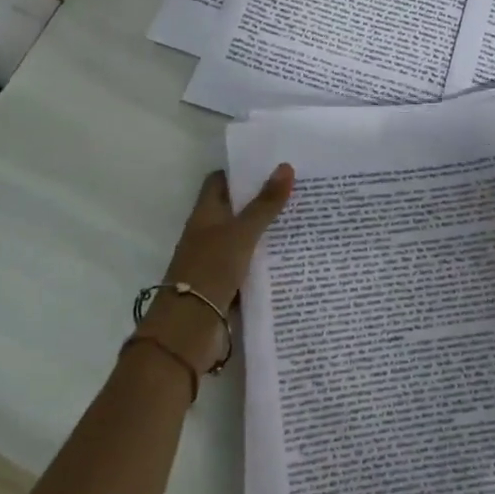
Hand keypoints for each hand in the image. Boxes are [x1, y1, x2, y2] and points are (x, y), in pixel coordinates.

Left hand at [140, 165, 294, 372]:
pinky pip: (250, 265)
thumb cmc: (211, 270)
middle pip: (236, 209)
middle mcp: (208, 233)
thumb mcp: (242, 233)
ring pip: (245, 239)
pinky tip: (293, 257)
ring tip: (304, 219)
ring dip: (268, 231)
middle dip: (262, 200)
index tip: (272, 166)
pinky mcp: (227, 285)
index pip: (220, 182)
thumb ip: (265, 204)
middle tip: (299, 190)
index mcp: (205, 214)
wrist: (190, 327)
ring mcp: (216, 260)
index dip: (242, 171)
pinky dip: (267, 261)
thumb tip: (285, 166)